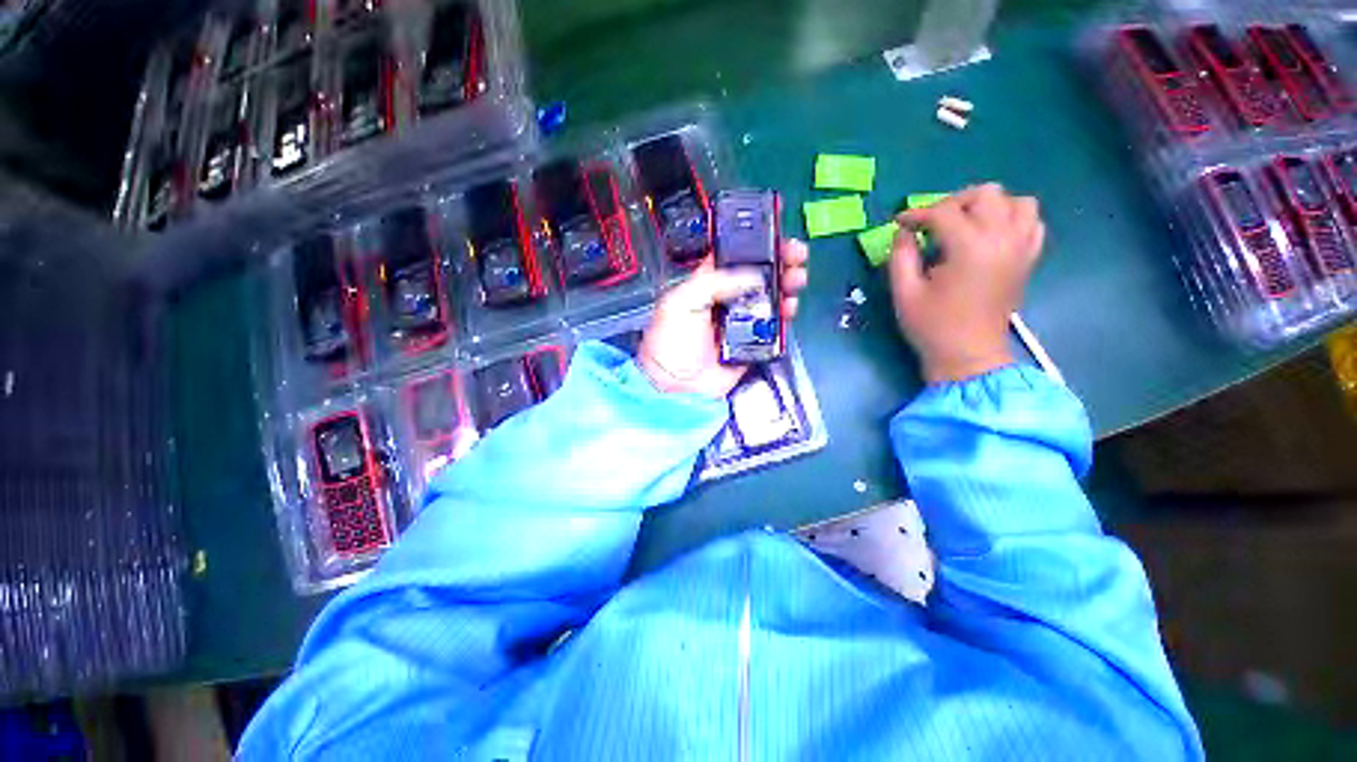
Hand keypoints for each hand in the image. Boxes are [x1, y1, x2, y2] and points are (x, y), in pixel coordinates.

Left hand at [639, 239, 808, 396]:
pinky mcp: (753, 340)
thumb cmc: (672, 341)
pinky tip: (791, 304)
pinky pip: (773, 323)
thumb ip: (713, 282)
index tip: (776, 228)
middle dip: (778, 260)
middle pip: (758, 273)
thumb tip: (752, 276)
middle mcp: (726, 298)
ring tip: (797, 277)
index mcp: (706, 284)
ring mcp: (742, 320)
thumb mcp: (681, 302)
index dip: (754, 241)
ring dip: (786, 282)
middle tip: (796, 253)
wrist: (678, 386)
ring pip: (769, 295)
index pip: (733, 255)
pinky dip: (785, 312)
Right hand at [889, 183, 1044, 383]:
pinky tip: (990, 234)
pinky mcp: (1028, 259)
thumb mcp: (905, 293)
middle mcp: (1002, 239)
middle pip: (985, 194)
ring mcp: (1021, 248)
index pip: (943, 212)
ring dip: (987, 206)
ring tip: (965, 224)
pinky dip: (1012, 218)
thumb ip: (901, 256)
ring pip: (1016, 201)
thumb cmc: (932, 327)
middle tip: (932, 223)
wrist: (969, 356)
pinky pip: (1032, 222)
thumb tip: (903, 232)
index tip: (900, 223)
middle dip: (953, 202)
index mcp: (969, 248)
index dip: (917, 213)